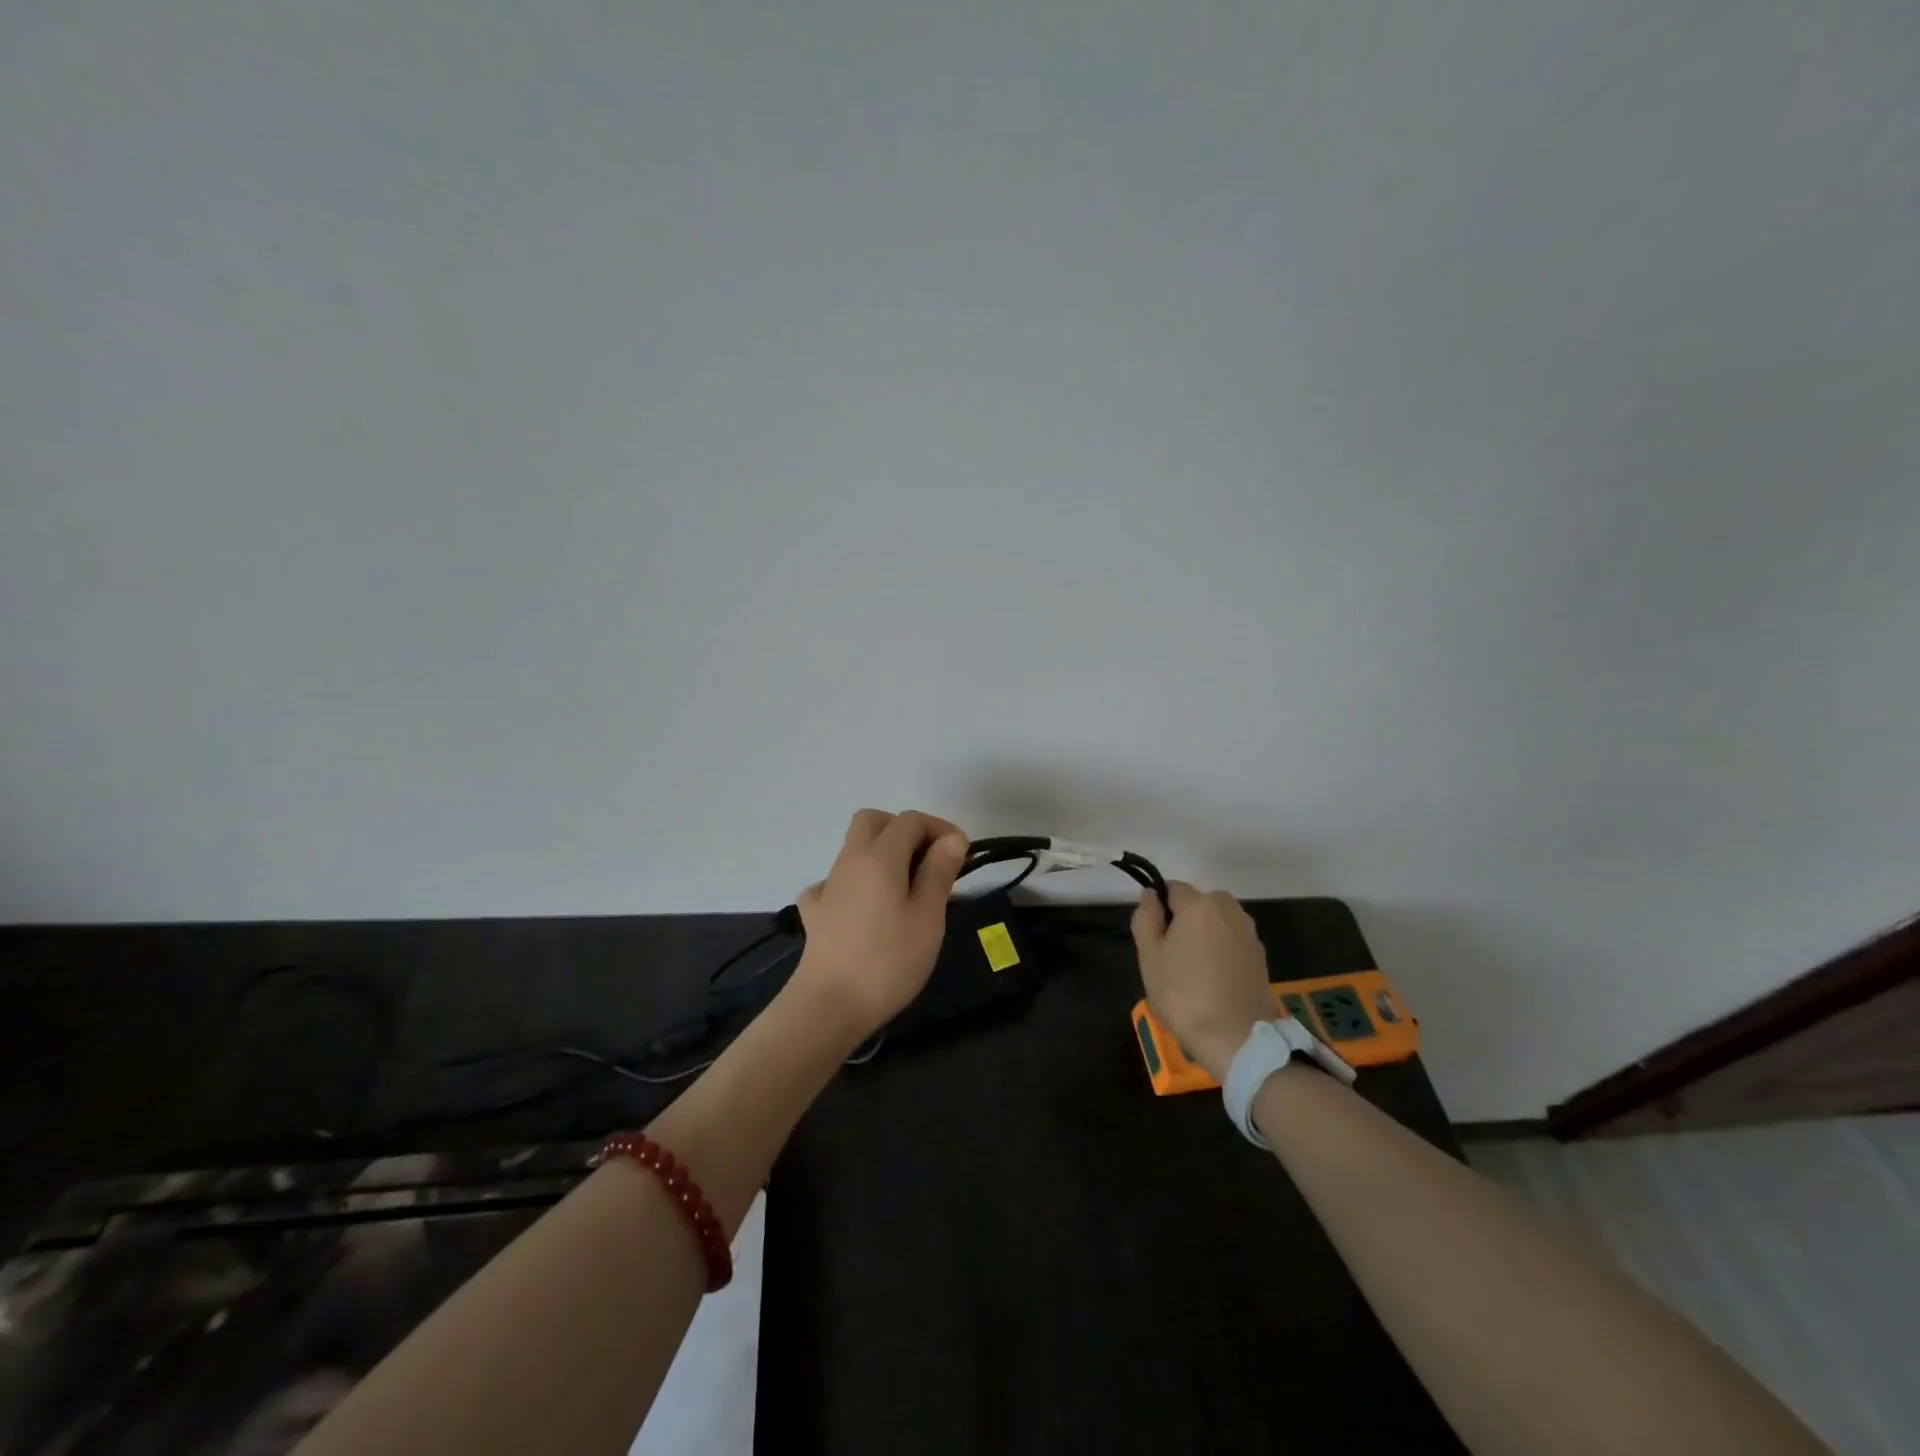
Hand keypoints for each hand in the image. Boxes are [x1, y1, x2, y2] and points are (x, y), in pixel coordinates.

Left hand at [789, 809, 968, 1040]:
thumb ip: (939, 871)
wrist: (829, 1005)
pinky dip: (855, 884)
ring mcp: (827, 885)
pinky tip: (866, 910)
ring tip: (906, 890)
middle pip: (873, 821)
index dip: (939, 828)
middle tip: (928, 861)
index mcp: (880, 856)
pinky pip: (836, 882)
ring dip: (882, 854)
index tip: (961, 856)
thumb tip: (952, 838)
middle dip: (904, 829)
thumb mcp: (928, 917)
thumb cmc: (888, 960)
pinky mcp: (815, 912)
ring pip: (854, 848)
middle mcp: (849, 860)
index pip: (910, 820)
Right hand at [1132, 881, 1276, 1082]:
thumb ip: (1146, 918)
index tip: (1154, 938)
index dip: (1159, 909)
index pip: (1172, 888)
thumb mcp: (1149, 956)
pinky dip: (1221, 952)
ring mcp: (1249, 932)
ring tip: (1193, 971)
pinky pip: (1232, 941)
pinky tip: (1214, 981)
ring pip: (1216, 922)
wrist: (1237, 1038)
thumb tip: (1151, 896)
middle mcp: (1229, 909)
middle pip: (1198, 903)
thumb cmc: (1184, 994)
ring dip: (1204, 935)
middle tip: (1171, 956)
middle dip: (1184, 920)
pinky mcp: (1261, 955)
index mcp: (1199, 904)